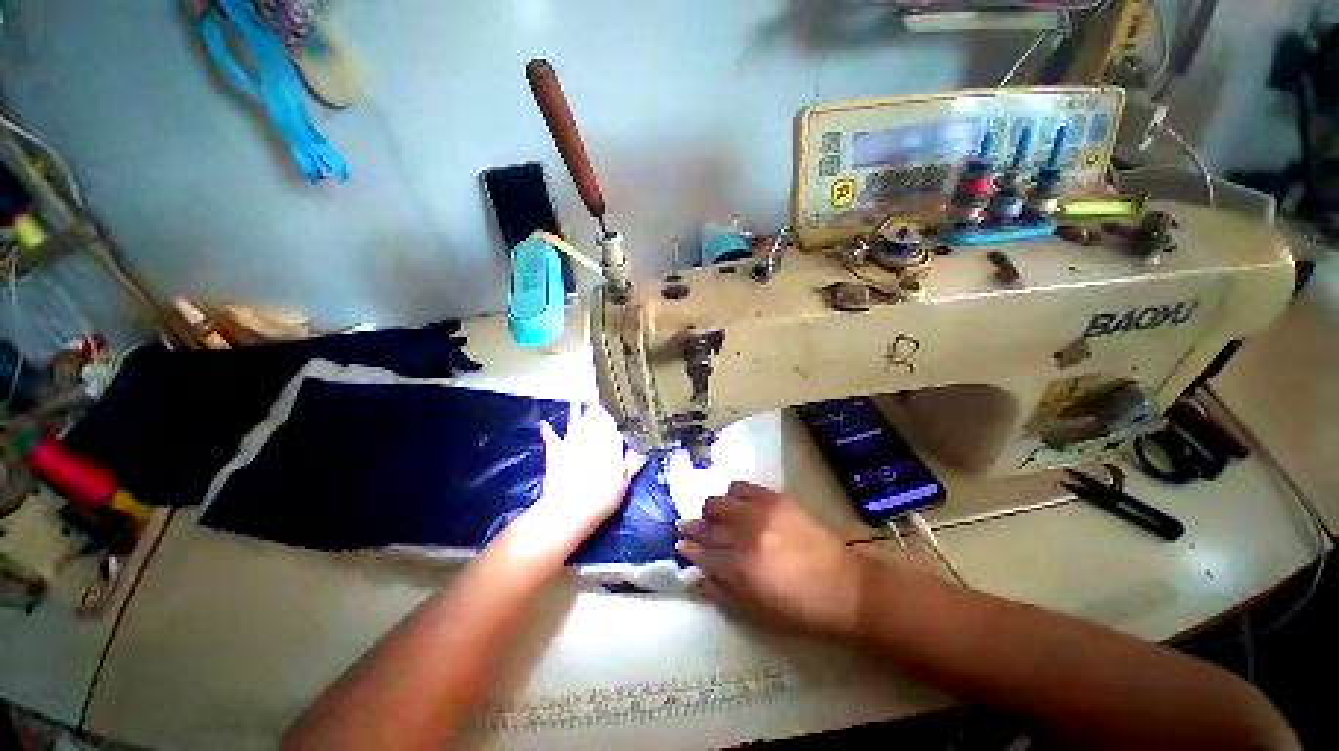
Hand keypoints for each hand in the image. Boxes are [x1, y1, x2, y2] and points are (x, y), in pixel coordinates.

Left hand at [525, 404, 644, 552]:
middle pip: (594, 419)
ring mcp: (572, 445)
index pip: (612, 425)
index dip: (613, 415)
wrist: (572, 508)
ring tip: (577, 397)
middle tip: (596, 393)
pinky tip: (543, 424)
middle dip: (596, 408)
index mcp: (609, 445)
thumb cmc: (603, 496)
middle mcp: (591, 440)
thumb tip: (642, 451)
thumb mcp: (625, 481)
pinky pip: (552, 439)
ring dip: (576, 410)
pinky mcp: (556, 453)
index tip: (614, 404)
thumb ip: (634, 463)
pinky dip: (548, 432)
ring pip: (576, 422)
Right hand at [676, 482, 867, 638]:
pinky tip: (736, 503)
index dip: (688, 548)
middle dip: (693, 527)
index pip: (702, 553)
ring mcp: (760, 512)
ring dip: (711, 511)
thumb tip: (697, 575)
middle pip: (706, 525)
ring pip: (718, 501)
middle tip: (688, 528)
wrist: (845, 587)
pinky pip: (741, 486)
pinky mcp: (775, 498)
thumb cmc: (800, 610)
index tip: (680, 544)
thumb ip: (722, 592)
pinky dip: (732, 494)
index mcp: (740, 569)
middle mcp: (745, 535)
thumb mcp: (756, 613)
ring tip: (715, 517)